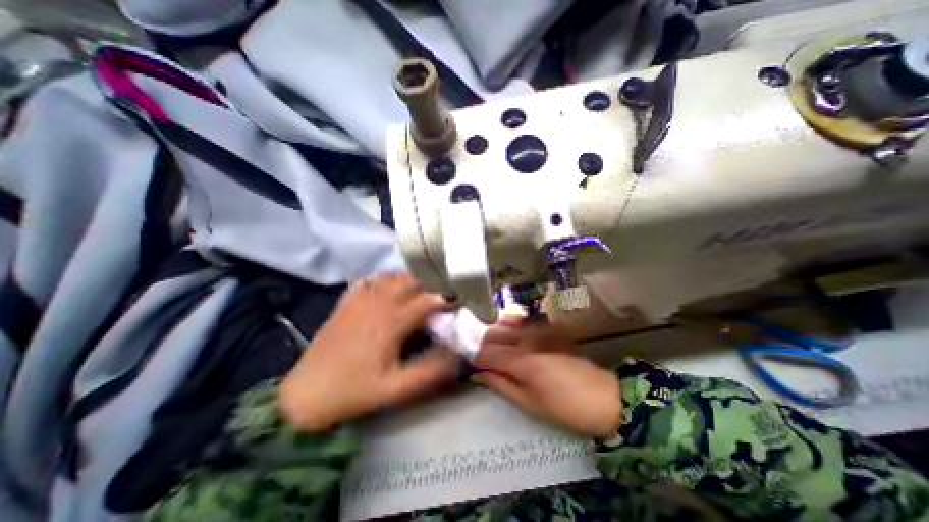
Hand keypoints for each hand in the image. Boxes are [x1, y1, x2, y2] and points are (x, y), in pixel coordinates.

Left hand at [281, 273, 457, 430]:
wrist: (306, 395)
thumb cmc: (354, 391)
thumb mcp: (395, 390)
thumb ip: (428, 373)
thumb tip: (455, 359)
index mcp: (392, 323)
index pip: (424, 302)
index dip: (442, 301)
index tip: (452, 306)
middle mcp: (377, 305)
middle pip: (408, 284)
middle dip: (425, 290)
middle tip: (431, 305)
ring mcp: (358, 302)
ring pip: (388, 278)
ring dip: (404, 283)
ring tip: (410, 297)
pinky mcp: (345, 304)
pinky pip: (366, 282)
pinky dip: (380, 281)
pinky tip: (383, 291)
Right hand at [475, 316, 617, 438]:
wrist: (603, 396)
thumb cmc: (564, 407)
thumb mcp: (529, 403)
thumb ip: (500, 384)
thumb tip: (478, 374)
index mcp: (520, 360)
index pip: (484, 353)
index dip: (474, 359)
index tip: (471, 366)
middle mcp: (526, 338)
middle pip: (491, 334)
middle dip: (481, 345)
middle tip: (482, 360)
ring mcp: (538, 329)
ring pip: (504, 323)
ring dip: (495, 334)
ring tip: (495, 349)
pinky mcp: (548, 327)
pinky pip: (522, 321)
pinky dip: (511, 326)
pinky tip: (513, 336)